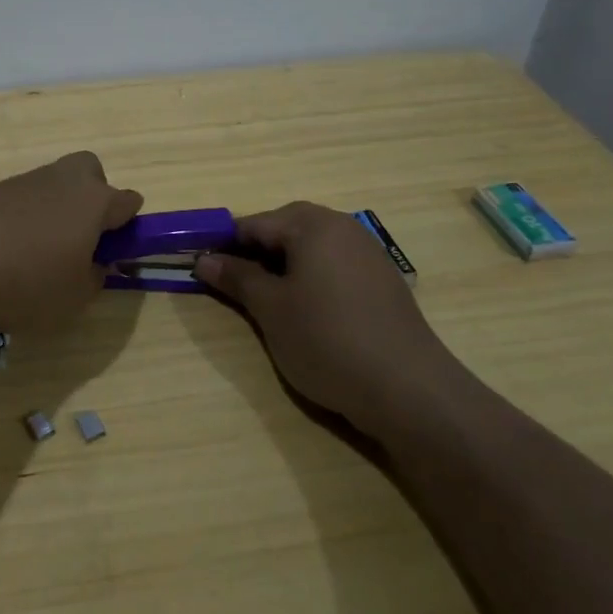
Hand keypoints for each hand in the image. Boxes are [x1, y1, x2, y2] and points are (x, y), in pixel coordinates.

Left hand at [0, 152, 142, 333]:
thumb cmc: (28, 279)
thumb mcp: (74, 297)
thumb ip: (94, 278)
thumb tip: (94, 263)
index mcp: (95, 201)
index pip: (128, 202)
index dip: (127, 227)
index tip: (114, 255)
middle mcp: (64, 180)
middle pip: (90, 174)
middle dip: (91, 199)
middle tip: (79, 239)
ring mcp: (26, 181)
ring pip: (53, 187)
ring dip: (53, 212)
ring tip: (36, 257)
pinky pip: (22, 200)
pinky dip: (22, 220)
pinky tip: (6, 253)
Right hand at [193, 202, 456, 434]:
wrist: (409, 389)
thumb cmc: (327, 340)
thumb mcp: (271, 309)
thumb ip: (237, 278)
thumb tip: (204, 259)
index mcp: (312, 225)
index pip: (254, 224)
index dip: (225, 246)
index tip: (204, 270)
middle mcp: (342, 228)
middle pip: (285, 228)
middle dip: (256, 254)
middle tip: (236, 288)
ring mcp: (367, 253)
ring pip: (311, 248)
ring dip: (284, 266)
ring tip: (269, 303)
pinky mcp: (383, 281)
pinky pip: (335, 266)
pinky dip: (312, 279)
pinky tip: (309, 312)